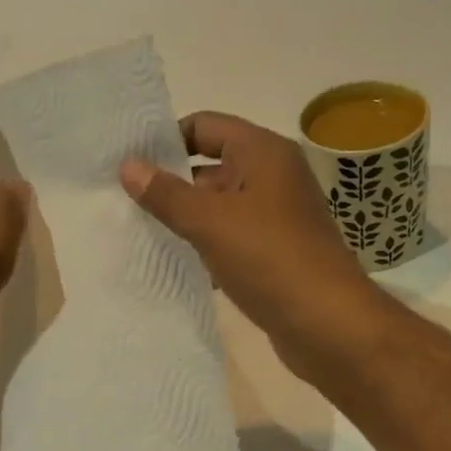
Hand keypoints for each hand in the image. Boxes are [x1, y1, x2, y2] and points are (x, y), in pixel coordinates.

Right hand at [119, 112, 384, 378]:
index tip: (127, 162)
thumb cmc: (270, 259)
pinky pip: (233, 240)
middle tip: (122, 202)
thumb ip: (166, 194)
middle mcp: (274, 178)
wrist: (328, 324)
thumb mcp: (211, 222)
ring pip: (221, 208)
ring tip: (138, 233)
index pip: (206, 126)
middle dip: (171, 184)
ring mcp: (277, 219)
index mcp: (264, 153)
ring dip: (186, 220)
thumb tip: (128, 165)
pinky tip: (175, 265)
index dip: (166, 139)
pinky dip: (207, 248)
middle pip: (211, 167)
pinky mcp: (276, 255)